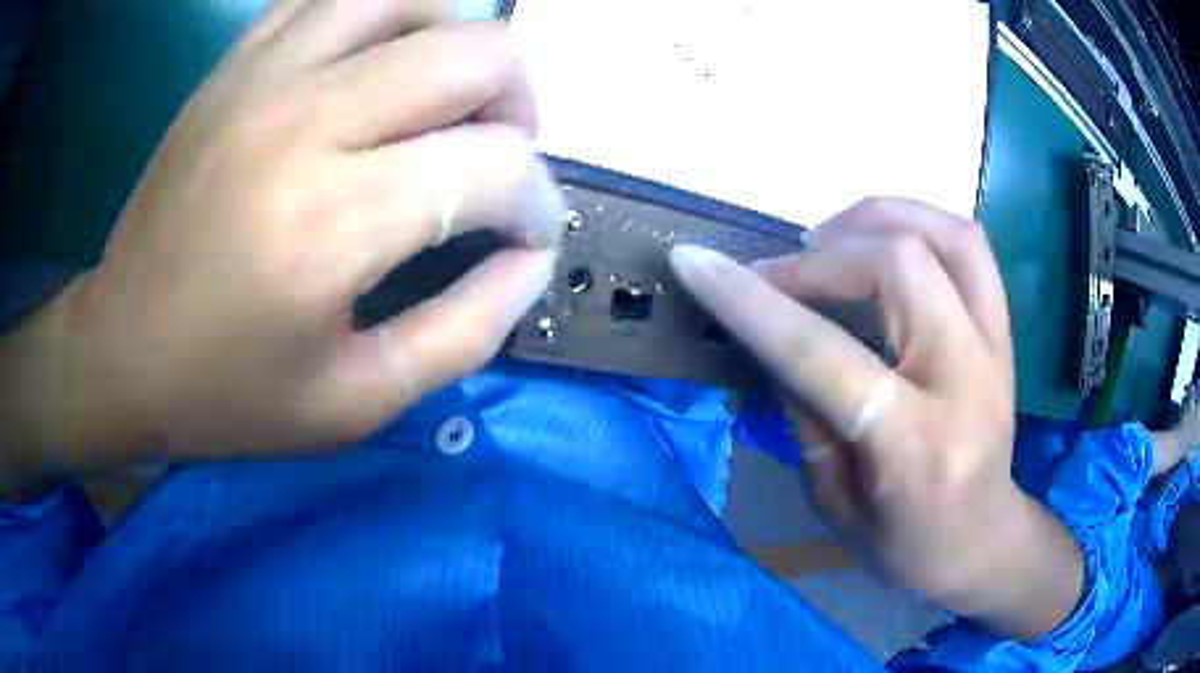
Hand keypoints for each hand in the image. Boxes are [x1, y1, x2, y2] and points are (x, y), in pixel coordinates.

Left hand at [0, 1, 564, 472]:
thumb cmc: (225, 393)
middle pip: (476, 53)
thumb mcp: (354, 402)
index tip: (530, 236)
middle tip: (497, 161)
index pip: (496, 167)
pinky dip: (383, 15)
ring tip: (447, 97)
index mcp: (332, 225)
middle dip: (518, 109)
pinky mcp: (237, 65)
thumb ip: (463, 334)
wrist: (119, 350)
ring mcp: (265, 77)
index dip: (539, 204)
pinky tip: (380, 61)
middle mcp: (304, 123)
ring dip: (458, 42)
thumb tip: (531, 263)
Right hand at [671, 198, 1082, 639]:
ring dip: (874, 218)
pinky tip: (879, 241)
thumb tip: (766, 329)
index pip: (825, 353)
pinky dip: (916, 222)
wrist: (981, 540)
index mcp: (914, 446)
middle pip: (898, 264)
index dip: (753, 302)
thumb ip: (803, 408)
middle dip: (819, 258)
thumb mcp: (832, 499)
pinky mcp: (1005, 330)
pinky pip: (967, 244)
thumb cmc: (902, 543)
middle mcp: (966, 381)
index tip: (695, 262)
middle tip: (777, 276)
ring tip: (827, 239)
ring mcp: (997, 347)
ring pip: (945, 234)